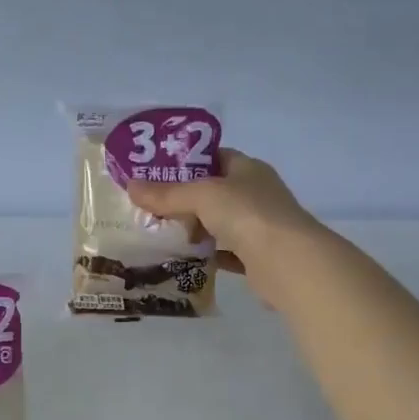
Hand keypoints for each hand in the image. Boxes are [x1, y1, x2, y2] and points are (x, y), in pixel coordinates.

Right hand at [128, 148, 321, 307]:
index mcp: (248, 169)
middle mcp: (256, 194)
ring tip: (161, 234)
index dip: (188, 162)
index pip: (216, 157)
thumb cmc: (247, 214)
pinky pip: (226, 253)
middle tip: (152, 207)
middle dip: (186, 200)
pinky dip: (208, 256)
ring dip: (196, 229)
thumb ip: (167, 194)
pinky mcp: (257, 258)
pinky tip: (185, 261)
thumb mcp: (202, 196)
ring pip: (220, 224)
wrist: (287, 262)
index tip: (158, 172)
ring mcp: (260, 227)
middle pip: (216, 193)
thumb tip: (131, 186)